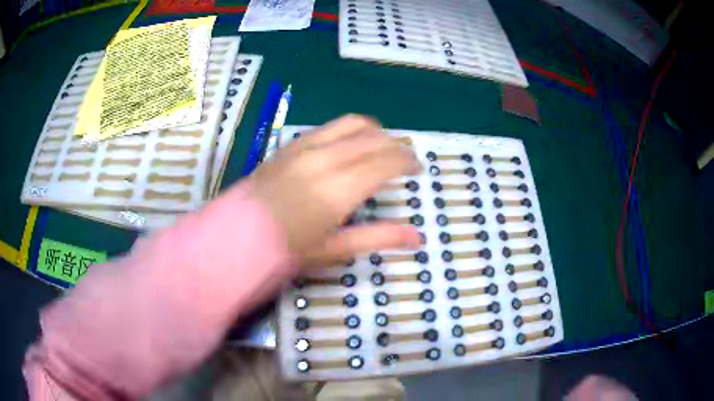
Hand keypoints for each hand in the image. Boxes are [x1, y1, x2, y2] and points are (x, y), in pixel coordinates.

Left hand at [248, 115, 421, 267]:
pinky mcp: (291, 144)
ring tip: (381, 147)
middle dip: (396, 146)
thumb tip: (417, 236)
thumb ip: (378, 237)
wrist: (237, 235)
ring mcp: (306, 147)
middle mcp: (326, 158)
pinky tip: (349, 146)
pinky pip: (329, 127)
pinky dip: (349, 131)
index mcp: (340, 188)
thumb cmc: (286, 249)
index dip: (407, 161)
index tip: (416, 169)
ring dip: (374, 132)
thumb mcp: (334, 248)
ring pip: (353, 124)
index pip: (386, 161)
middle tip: (404, 160)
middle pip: (374, 138)